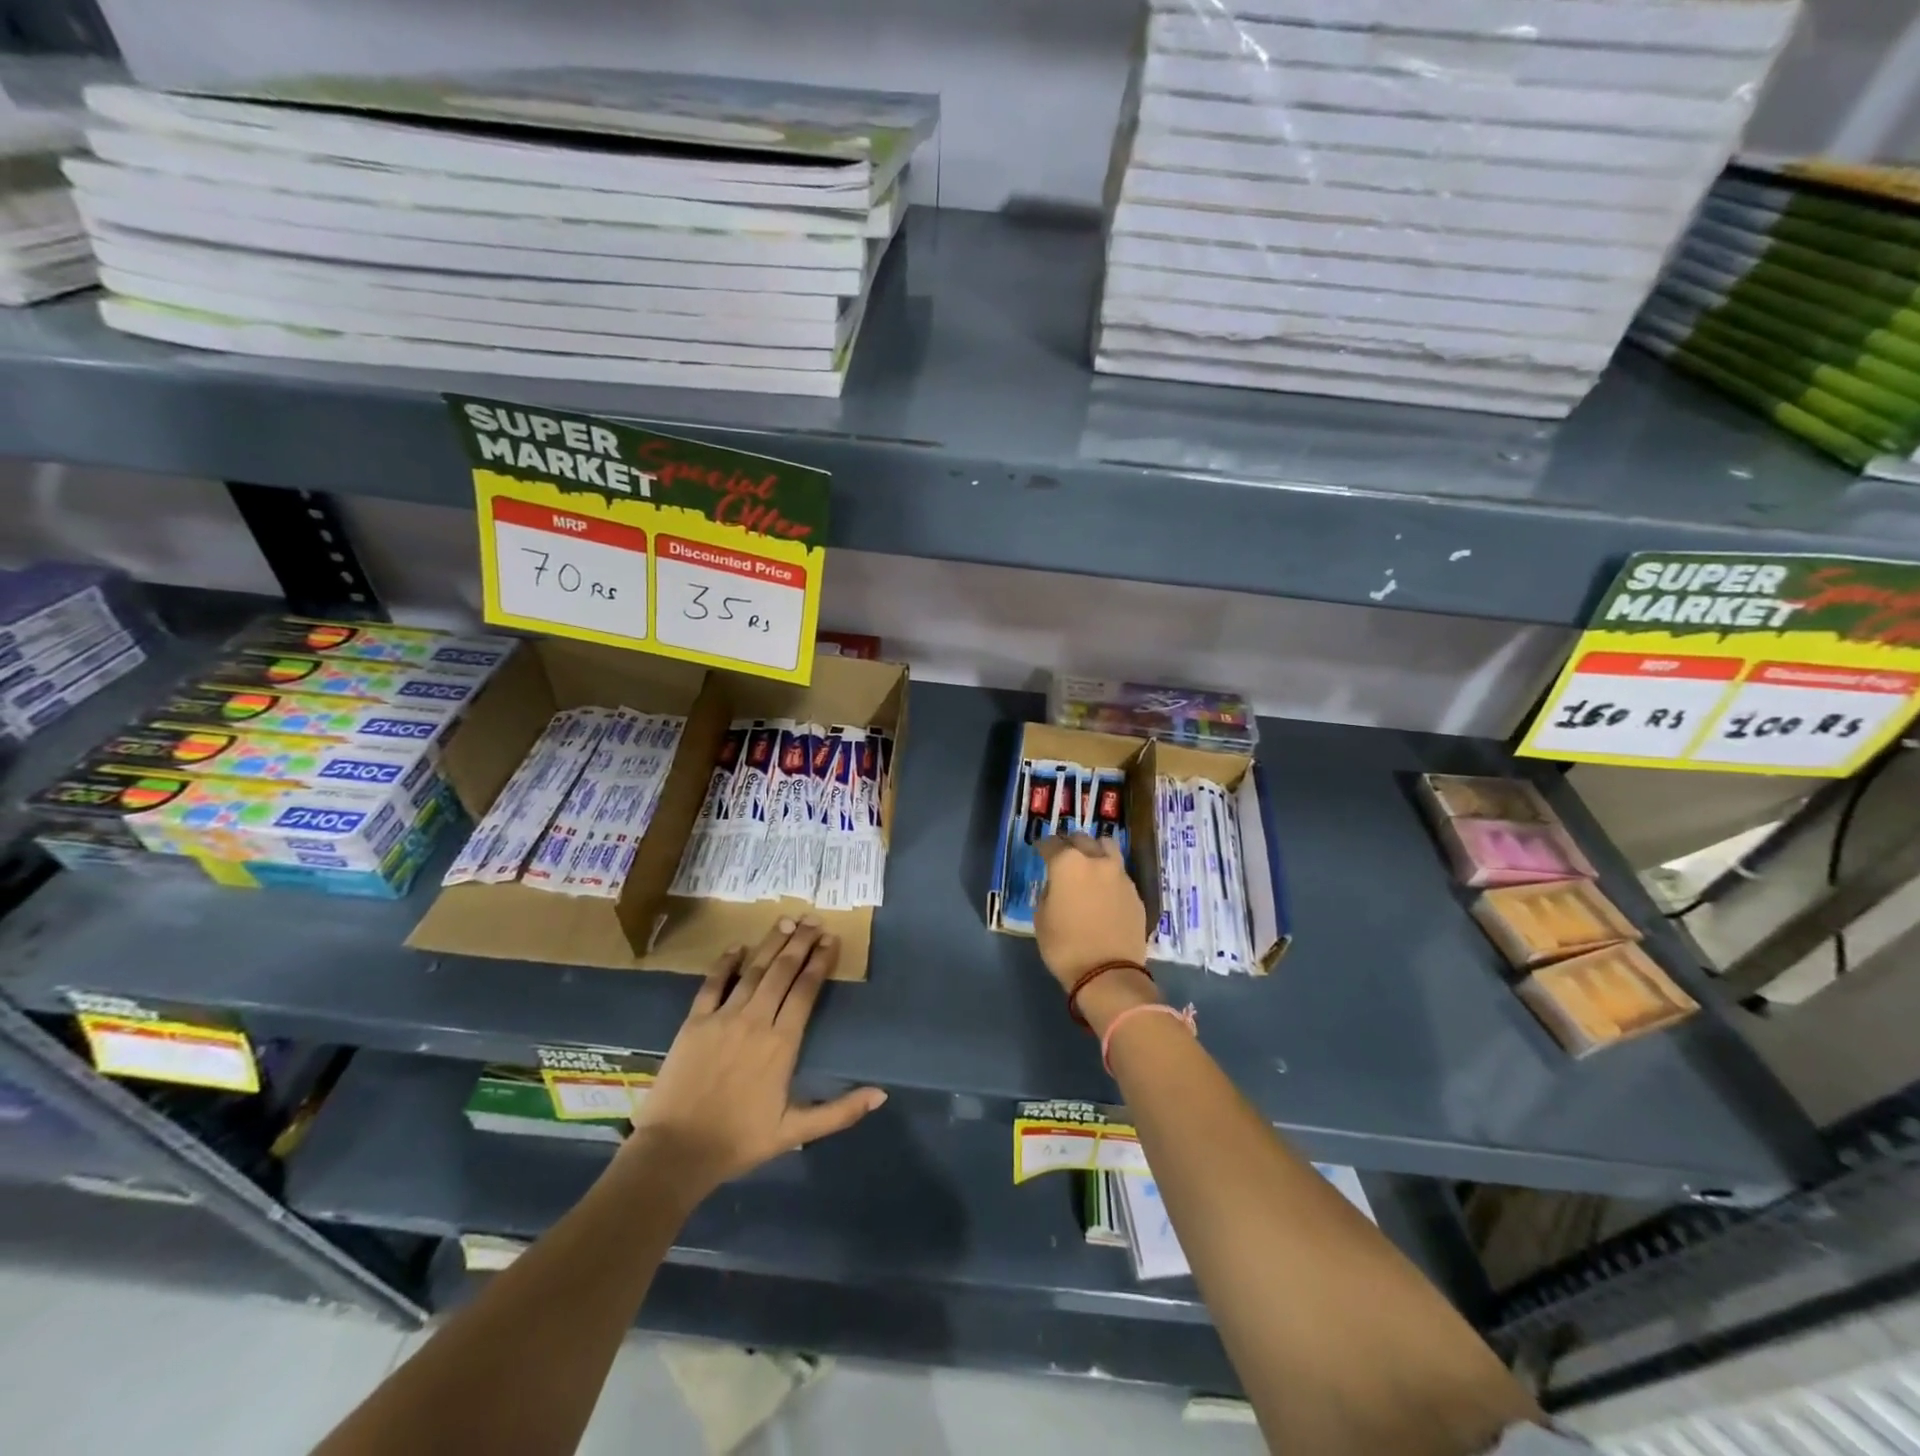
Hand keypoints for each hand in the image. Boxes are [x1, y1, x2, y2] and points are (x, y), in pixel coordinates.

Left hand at [626, 917, 885, 1200]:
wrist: (676, 1152)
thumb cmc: (740, 1141)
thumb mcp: (796, 1131)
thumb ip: (840, 1111)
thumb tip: (881, 1095)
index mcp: (782, 1043)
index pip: (806, 989)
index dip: (820, 961)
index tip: (831, 940)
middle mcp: (756, 1020)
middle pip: (782, 971)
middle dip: (800, 942)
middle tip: (814, 919)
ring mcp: (723, 1017)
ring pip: (753, 970)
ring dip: (771, 944)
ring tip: (786, 921)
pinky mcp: (694, 1022)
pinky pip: (712, 983)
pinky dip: (726, 963)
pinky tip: (737, 946)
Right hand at [1034, 834, 1158, 1031]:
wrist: (1109, 974)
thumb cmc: (1065, 947)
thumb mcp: (1041, 919)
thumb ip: (1048, 893)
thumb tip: (1056, 887)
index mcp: (1067, 863)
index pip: (1051, 843)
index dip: (1043, 847)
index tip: (1040, 851)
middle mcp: (1096, 861)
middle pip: (1081, 839)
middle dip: (1070, 844)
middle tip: (1063, 855)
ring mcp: (1120, 875)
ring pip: (1107, 848)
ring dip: (1095, 850)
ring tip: (1089, 864)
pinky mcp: (1135, 892)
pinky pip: (1119, 873)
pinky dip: (1109, 874)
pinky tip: (1103, 890)